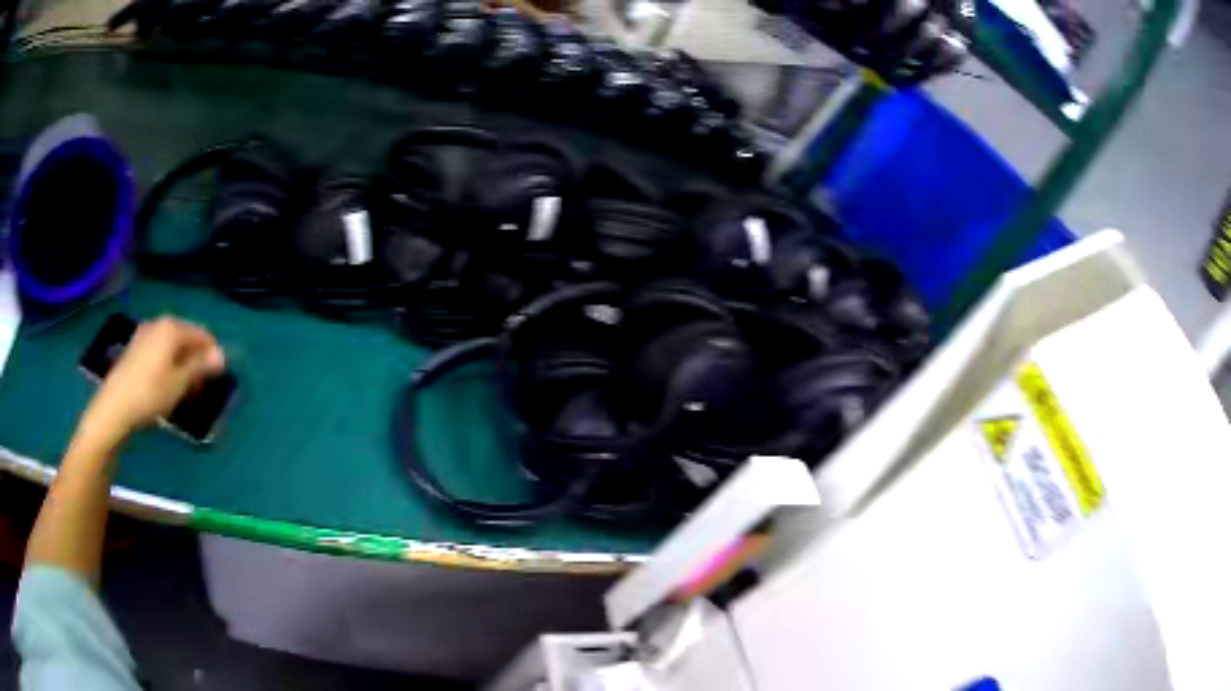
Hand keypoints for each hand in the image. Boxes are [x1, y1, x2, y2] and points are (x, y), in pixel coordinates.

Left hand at [80, 317, 224, 449]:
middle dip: (196, 359)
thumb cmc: (150, 394)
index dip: (212, 354)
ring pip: (171, 346)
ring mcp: (144, 335)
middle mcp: (158, 324)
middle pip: (185, 338)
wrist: (114, 408)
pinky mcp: (134, 349)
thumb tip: (222, 356)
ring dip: (181, 364)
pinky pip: (159, 352)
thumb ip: (201, 366)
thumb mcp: (180, 383)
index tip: (218, 378)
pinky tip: (166, 385)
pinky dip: (167, 365)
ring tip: (184, 389)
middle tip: (201, 387)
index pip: (202, 334)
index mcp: (172, 327)